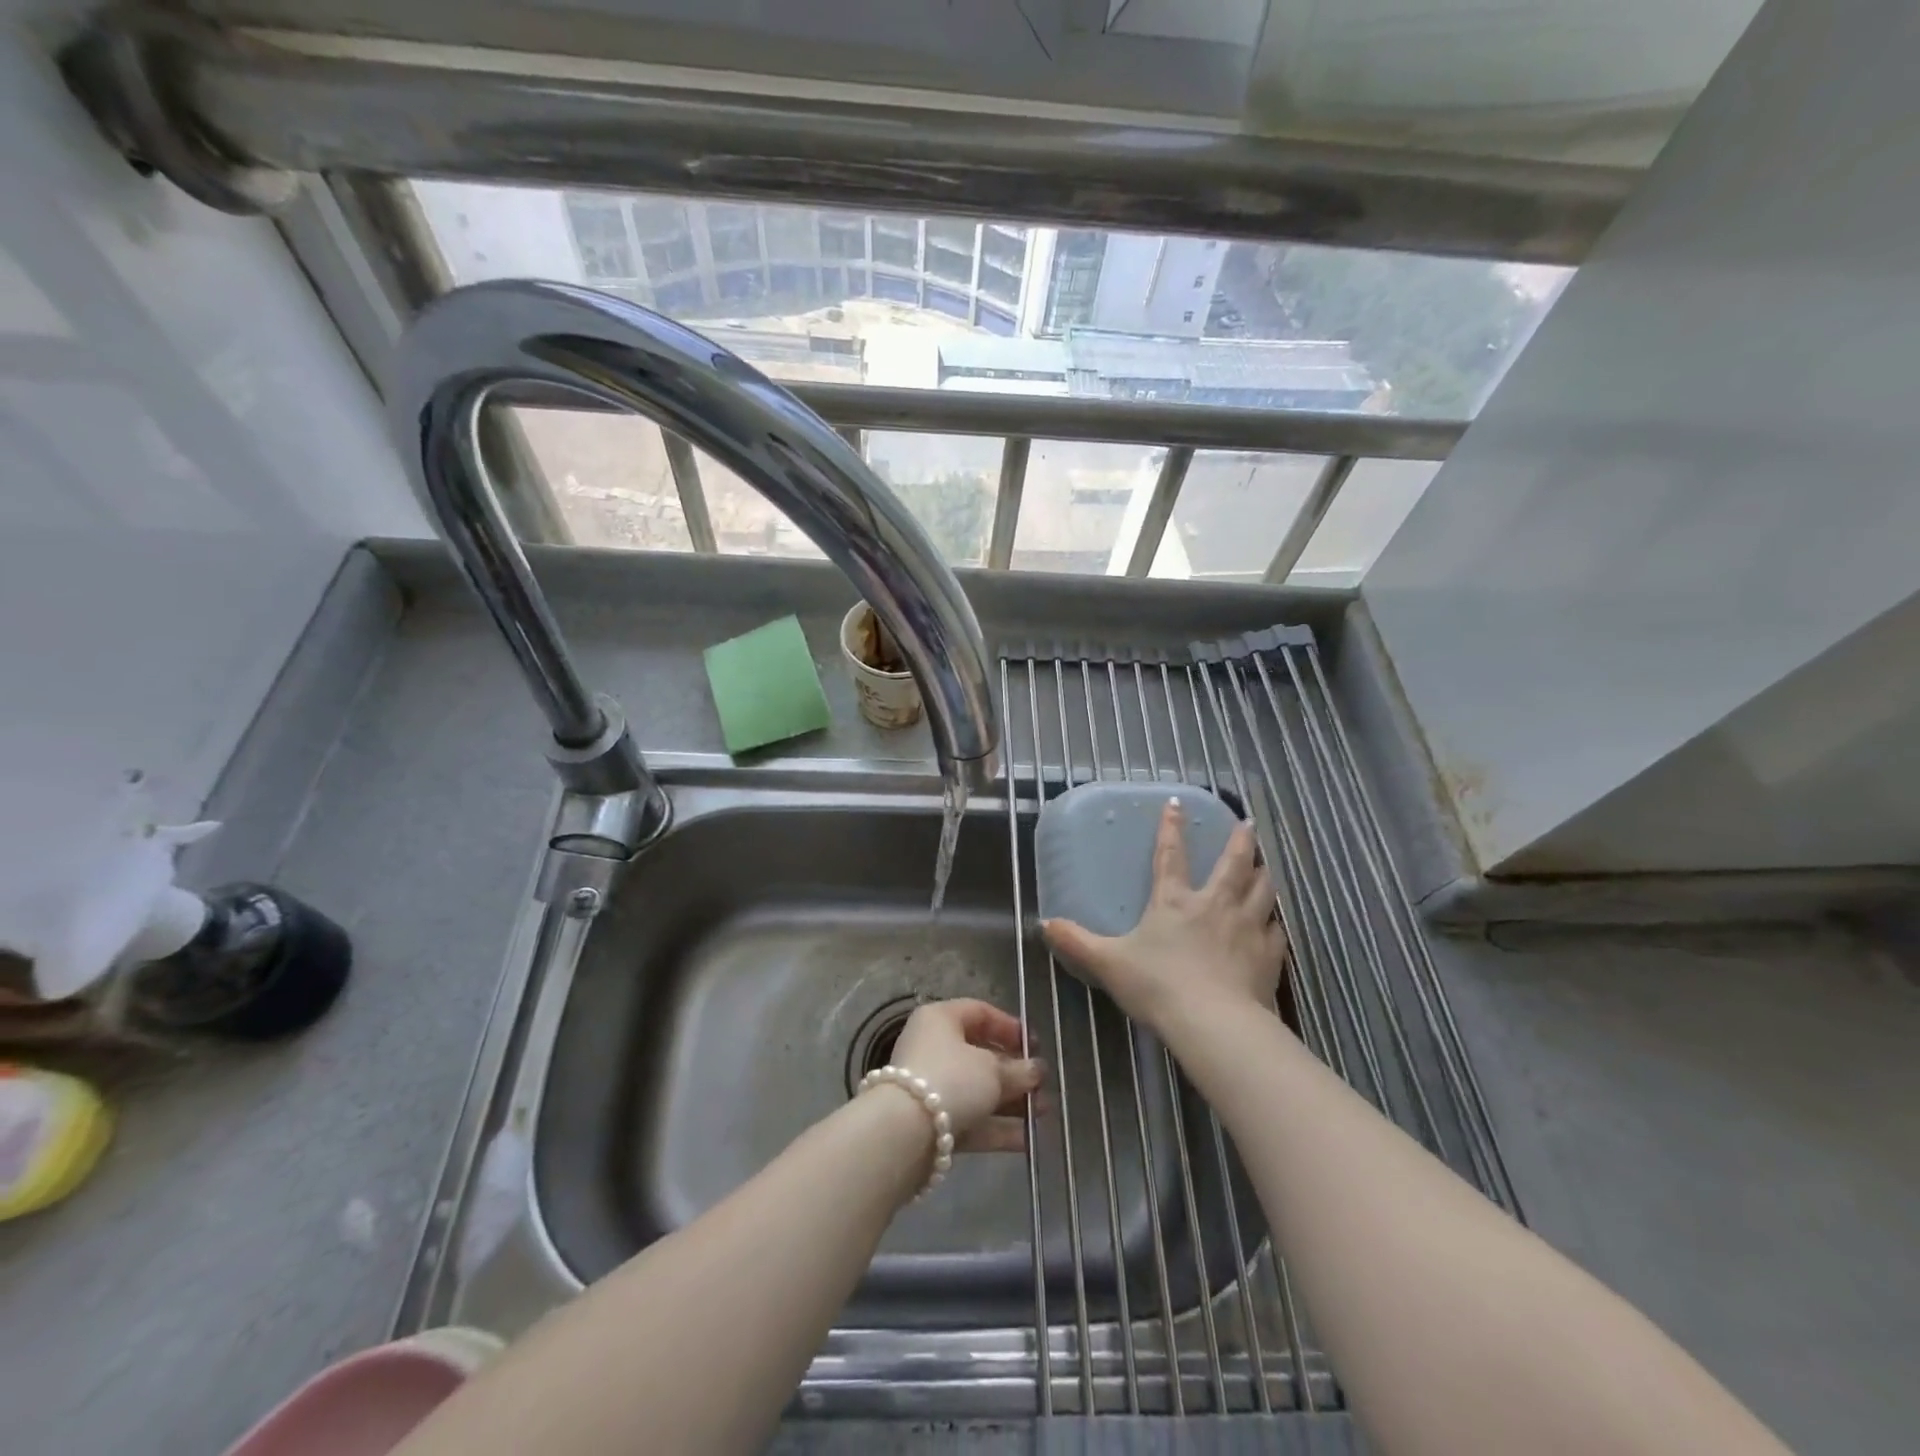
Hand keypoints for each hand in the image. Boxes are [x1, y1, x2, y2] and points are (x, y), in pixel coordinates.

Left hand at [888, 999, 1045, 1152]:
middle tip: (1043, 1083)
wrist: (904, 1133)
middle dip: (1014, 1071)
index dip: (1010, 1027)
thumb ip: (1018, 1070)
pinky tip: (1028, 1139)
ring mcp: (931, 1087)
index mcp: (941, 1019)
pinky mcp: (932, 1123)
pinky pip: (970, 1118)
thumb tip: (1036, 1070)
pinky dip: (996, 1127)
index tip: (1035, 1046)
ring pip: (977, 1089)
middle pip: (980, 1054)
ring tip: (1043, 1112)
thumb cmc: (951, 1079)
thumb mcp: (992, 1070)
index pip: (979, 1012)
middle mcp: (933, 1047)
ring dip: (1011, 1101)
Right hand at [1043, 798, 1286, 1033]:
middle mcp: (1214, 905)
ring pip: (1262, 890)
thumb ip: (1077, 942)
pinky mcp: (1267, 956)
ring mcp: (1246, 928)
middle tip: (1248, 824)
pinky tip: (1275, 924)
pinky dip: (1275, 923)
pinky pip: (1276, 931)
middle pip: (1233, 864)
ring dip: (1263, 873)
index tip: (1176, 802)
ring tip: (1266, 864)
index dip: (1171, 827)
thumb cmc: (1157, 986)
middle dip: (1240, 841)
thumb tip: (1044, 924)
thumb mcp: (1108, 963)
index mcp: (1174, 901)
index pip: (1170, 855)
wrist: (1212, 1023)